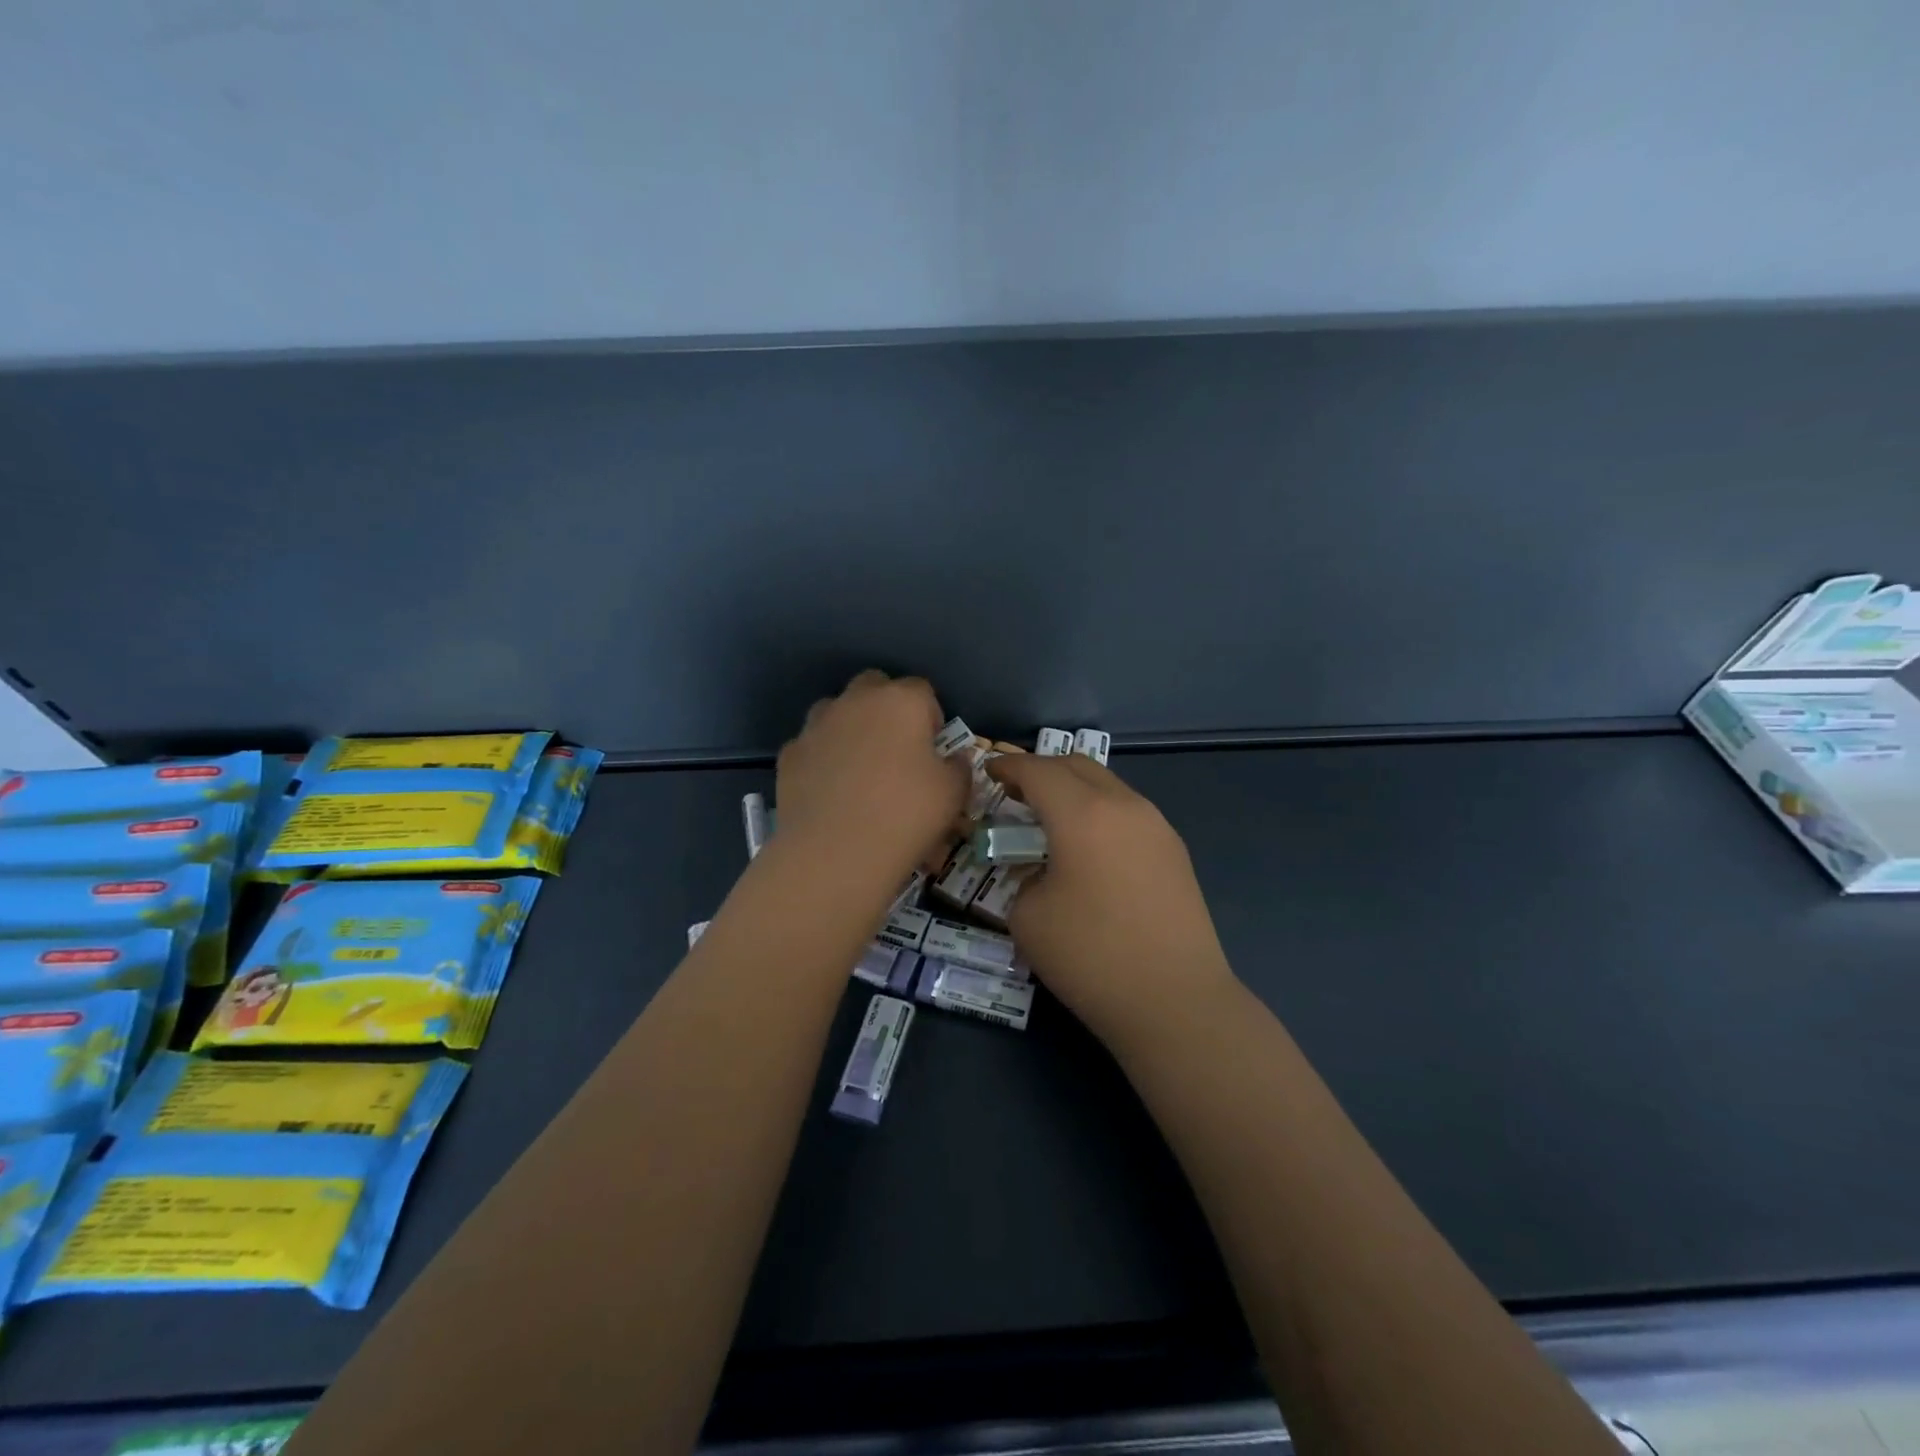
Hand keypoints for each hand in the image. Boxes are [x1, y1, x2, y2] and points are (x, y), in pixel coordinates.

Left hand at [775, 671, 968, 877]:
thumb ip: (958, 768)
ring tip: (860, 769)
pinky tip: (830, 793)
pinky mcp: (789, 754)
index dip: (931, 717)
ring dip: (850, 729)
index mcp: (901, 701)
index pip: (922, 690)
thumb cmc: (906, 815)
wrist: (835, 852)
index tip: (933, 749)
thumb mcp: (953, 794)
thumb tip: (953, 760)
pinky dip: (822, 759)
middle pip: (874, 686)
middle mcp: (856, 702)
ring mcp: (817, 726)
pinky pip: (812, 746)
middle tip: (897, 751)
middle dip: (886, 709)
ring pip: (836, 711)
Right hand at [986, 753, 1236, 1048]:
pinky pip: (1128, 810)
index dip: (1008, 765)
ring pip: (1107, 785)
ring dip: (1074, 789)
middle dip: (1042, 770)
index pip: (1037, 770)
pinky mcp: (1174, 850)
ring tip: (1051, 819)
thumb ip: (1022, 877)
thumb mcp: (1028, 917)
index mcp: (1082, 814)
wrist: (1175, 1001)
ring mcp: (1156, 825)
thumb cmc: (1091, 957)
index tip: (988, 770)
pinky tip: (1088, 847)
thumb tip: (1037, 868)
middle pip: (1077, 765)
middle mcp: (1124, 805)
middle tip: (1015, 792)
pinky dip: (1099, 811)